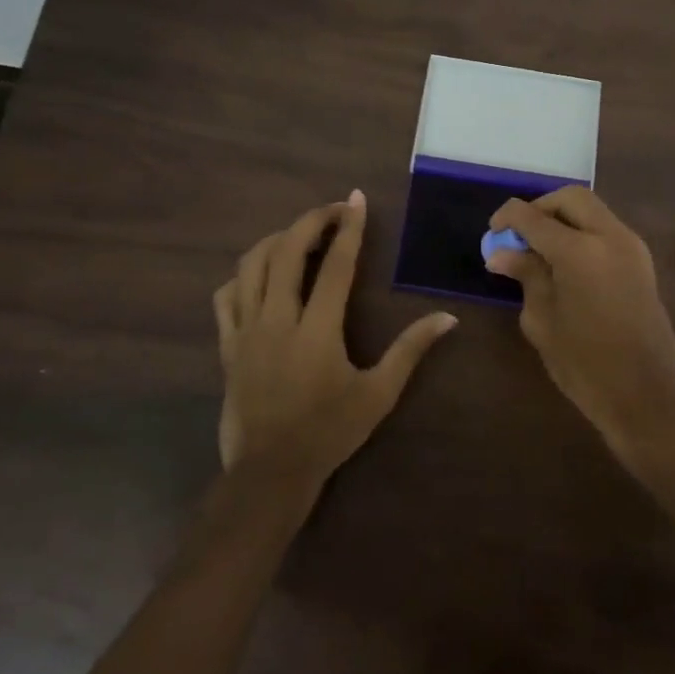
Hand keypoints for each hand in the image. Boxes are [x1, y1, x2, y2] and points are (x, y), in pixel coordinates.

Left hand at [213, 190, 455, 483]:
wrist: (269, 473)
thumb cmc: (328, 432)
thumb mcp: (379, 394)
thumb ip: (411, 351)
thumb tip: (448, 318)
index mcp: (317, 330)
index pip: (336, 265)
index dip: (349, 228)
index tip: (356, 199)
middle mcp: (277, 320)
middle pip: (287, 252)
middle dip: (311, 221)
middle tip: (333, 210)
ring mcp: (246, 331)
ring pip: (252, 265)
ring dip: (277, 240)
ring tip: (301, 236)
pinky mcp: (227, 345)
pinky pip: (227, 296)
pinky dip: (244, 275)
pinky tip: (261, 275)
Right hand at [484, 187, 674, 463]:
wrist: (648, 395)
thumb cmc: (586, 364)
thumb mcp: (543, 320)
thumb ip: (526, 276)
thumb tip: (501, 253)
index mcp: (579, 250)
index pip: (534, 216)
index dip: (508, 218)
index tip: (492, 233)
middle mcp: (609, 236)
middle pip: (570, 198)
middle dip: (541, 208)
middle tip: (519, 235)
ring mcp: (631, 246)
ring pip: (592, 210)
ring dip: (563, 218)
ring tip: (540, 249)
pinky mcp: (642, 261)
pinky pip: (606, 229)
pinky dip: (582, 232)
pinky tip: (565, 261)